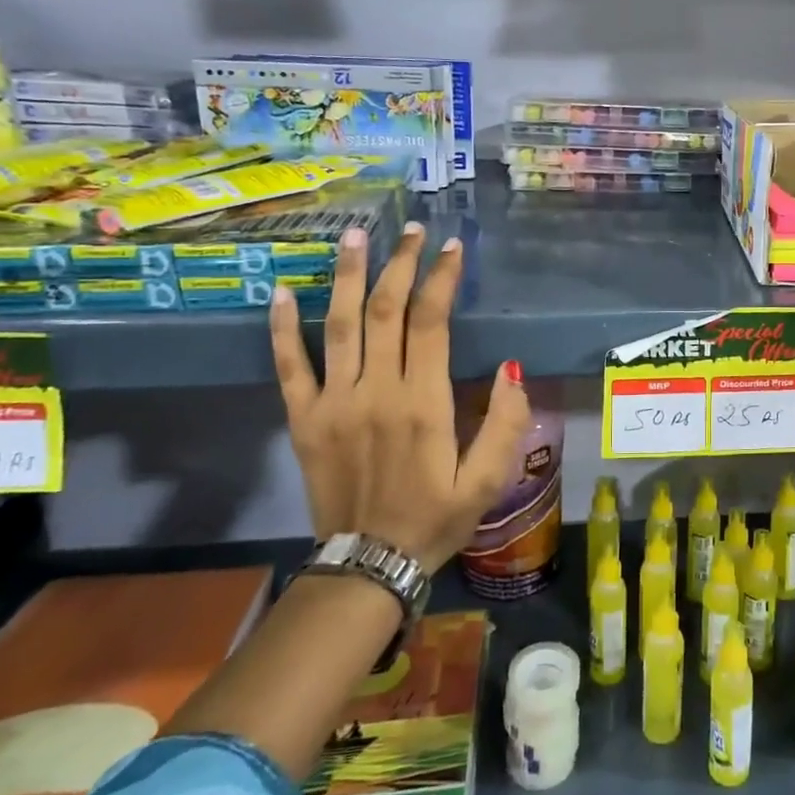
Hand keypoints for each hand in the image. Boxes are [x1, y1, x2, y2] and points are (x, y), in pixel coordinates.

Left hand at [269, 221, 531, 573]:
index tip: (451, 247)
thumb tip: (512, 369)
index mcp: (423, 404)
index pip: (430, 323)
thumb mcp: (489, 480)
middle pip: (385, 311)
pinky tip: (283, 290)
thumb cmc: (435, 518)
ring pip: (339, 325)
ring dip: (348, 276)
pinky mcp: (303, 419)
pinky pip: (289, 365)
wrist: (368, 565)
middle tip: (411, 229)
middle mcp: (376, 392)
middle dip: (400, 264)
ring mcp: (333, 403)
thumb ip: (506, 423)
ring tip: (355, 236)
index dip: (440, 279)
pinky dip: (282, 327)